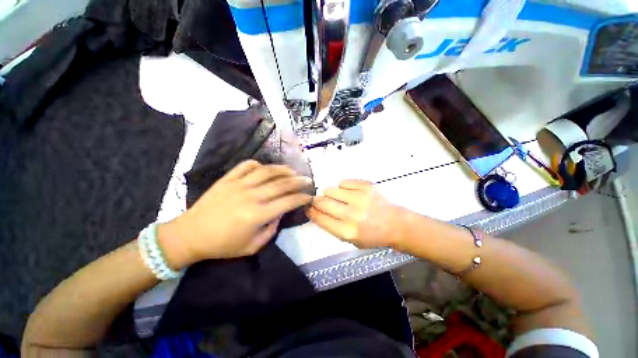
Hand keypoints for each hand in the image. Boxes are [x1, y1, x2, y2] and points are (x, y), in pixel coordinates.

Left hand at [159, 160, 313, 266]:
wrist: (190, 235)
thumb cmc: (223, 245)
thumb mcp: (252, 247)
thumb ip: (271, 230)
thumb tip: (281, 212)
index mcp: (257, 215)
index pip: (288, 202)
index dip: (302, 198)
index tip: (309, 196)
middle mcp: (251, 196)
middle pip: (281, 184)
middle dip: (298, 181)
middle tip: (307, 180)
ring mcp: (238, 185)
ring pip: (267, 171)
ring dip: (283, 169)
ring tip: (293, 171)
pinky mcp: (227, 179)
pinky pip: (246, 165)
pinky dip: (259, 164)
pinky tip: (265, 168)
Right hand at [307, 180, 402, 247]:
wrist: (396, 224)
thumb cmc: (372, 235)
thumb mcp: (350, 240)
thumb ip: (332, 226)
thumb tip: (316, 211)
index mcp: (347, 231)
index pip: (320, 217)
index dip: (311, 211)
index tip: (308, 207)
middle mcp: (352, 214)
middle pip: (322, 201)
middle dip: (316, 200)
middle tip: (318, 200)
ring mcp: (360, 198)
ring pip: (331, 189)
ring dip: (330, 194)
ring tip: (339, 198)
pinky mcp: (367, 186)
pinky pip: (343, 182)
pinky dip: (343, 188)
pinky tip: (350, 193)